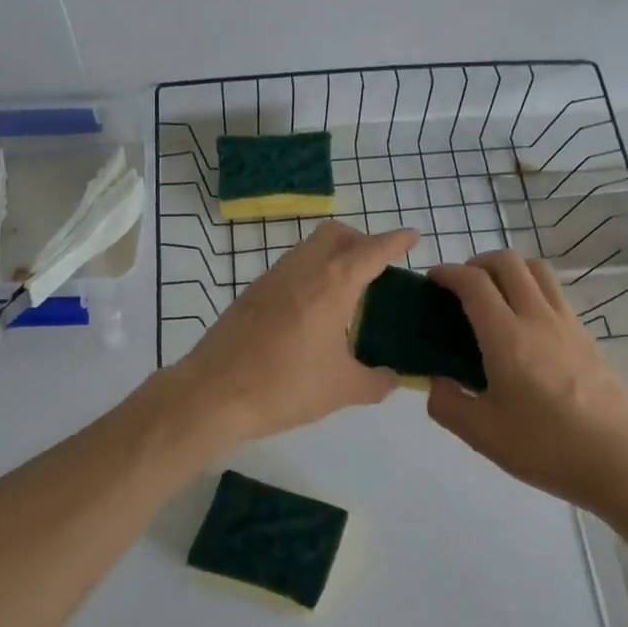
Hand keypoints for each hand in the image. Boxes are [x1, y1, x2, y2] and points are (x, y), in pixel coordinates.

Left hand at [167, 221, 419, 443]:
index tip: (412, 236)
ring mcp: (273, 276)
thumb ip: (376, 382)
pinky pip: (291, 267)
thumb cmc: (286, 386)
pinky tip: (313, 309)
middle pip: (336, 234)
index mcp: (333, 284)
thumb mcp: (342, 389)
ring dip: (333, 255)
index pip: (372, 250)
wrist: (214, 392)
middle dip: (361, 240)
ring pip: (309, 247)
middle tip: (377, 268)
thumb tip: (392, 378)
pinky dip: (311, 272)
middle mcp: (304, 268)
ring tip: (347, 291)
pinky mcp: (253, 291)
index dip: (396, 241)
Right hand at [426, 252, 627, 512]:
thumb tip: (437, 381)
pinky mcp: (587, 336)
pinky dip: (532, 291)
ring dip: (509, 271)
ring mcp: (567, 323)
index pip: (473, 282)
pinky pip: (555, 294)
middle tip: (462, 286)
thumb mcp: (481, 434)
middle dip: (478, 263)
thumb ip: (446, 402)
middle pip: (508, 262)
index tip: (432, 281)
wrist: (619, 463)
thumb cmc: (545, 446)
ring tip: (494, 297)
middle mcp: (538, 317)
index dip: (447, 273)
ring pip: (537, 270)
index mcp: (506, 336)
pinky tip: (525, 326)